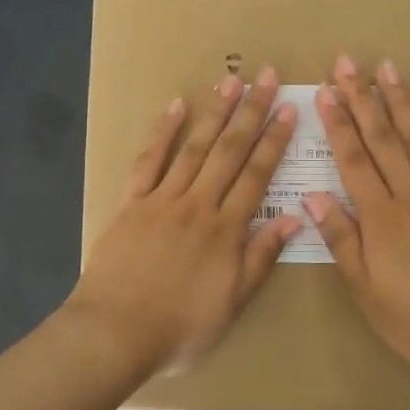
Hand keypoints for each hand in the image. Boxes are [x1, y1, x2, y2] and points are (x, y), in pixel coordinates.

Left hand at [65, 69, 302, 378]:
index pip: (257, 175)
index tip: (287, 109)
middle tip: (265, 76)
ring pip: (194, 147)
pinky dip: (162, 132)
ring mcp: (162, 199)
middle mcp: (198, 204)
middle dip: (250, 112)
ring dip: (214, 113)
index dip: (274, 141)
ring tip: (229, 81)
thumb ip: (261, 257)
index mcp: (226, 230)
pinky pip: (148, 161)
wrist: (115, 332)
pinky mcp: (131, 202)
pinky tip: (175, 106)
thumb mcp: (232, 303)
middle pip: (229, 151)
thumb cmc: (180, 328)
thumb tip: (293, 217)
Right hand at [304, 55, 409, 382]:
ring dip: (400, 100)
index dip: (337, 123)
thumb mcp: (367, 290)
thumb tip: (311, 195)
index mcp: (380, 217)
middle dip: (362, 98)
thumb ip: (341, 239)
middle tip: (348, 62)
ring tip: (386, 67)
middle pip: (383, 138)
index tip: (324, 91)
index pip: (353, 159)